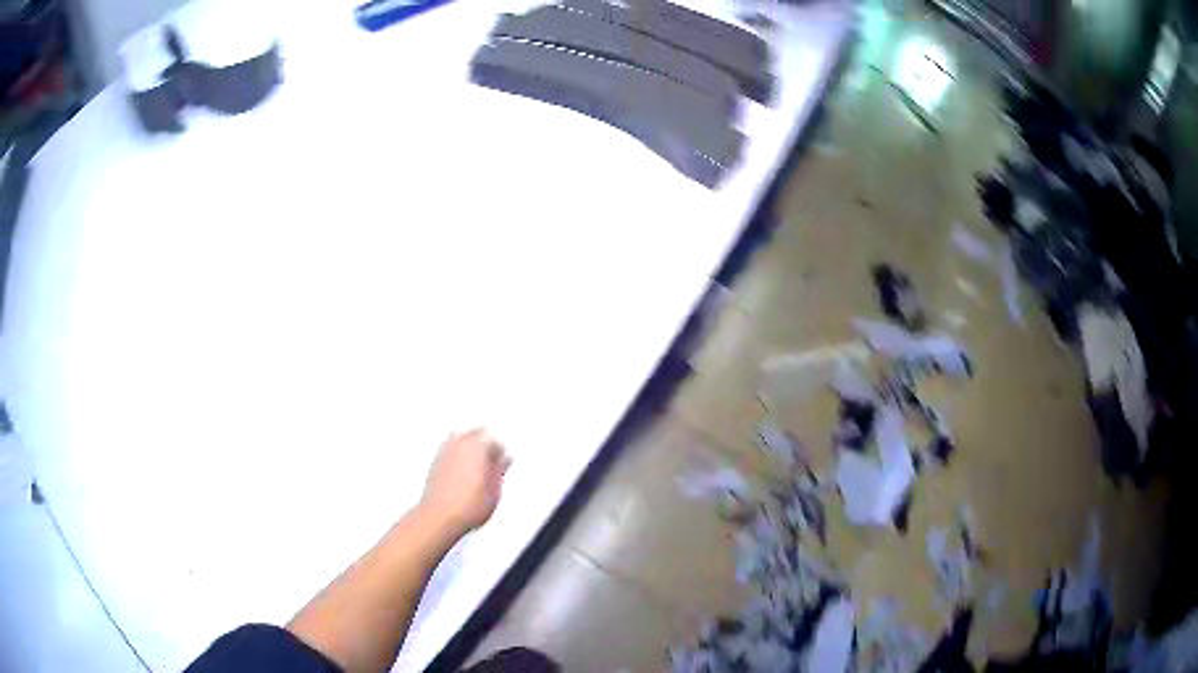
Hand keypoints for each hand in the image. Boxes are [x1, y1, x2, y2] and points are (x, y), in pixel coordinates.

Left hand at [419, 428, 510, 536]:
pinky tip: (461, 465)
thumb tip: (504, 461)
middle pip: (475, 432)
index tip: (505, 459)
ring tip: (477, 457)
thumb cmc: (465, 507)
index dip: (502, 450)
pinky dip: (456, 451)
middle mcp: (459, 444)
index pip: (495, 440)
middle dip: (485, 440)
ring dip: (469, 442)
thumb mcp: (494, 492)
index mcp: (478, 447)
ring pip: (460, 437)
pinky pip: (448, 447)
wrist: (439, 517)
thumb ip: (499, 472)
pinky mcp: (434, 462)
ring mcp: (444, 452)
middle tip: (493, 453)